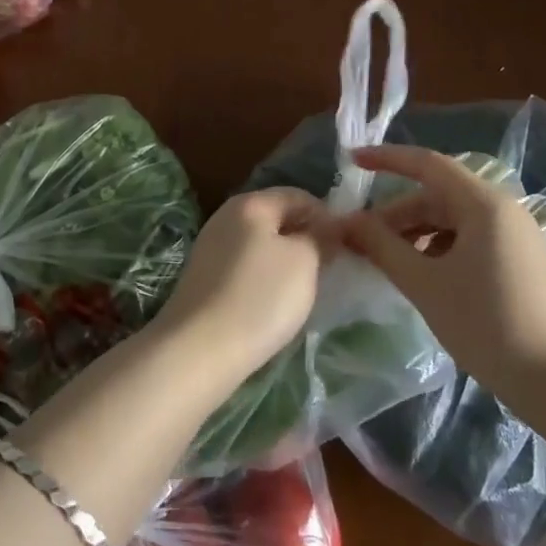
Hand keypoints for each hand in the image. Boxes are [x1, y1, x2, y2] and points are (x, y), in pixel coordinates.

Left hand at [149, 188, 327, 401]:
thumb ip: (320, 238)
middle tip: (329, 268)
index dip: (326, 216)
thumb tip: (328, 227)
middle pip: (276, 217)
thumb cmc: (259, 298)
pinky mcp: (203, 277)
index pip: (298, 196)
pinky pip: (244, 266)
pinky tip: (273, 302)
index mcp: (250, 203)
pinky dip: (263, 277)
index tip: (346, 246)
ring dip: (285, 260)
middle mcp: (225, 216)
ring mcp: (210, 247)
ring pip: (259, 243)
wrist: (199, 349)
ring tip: (304, 288)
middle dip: (305, 237)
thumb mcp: (304, 262)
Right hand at [328, 145, 545, 411]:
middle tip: (359, 238)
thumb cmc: (489, 325)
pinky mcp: (522, 262)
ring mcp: (516, 237)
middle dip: (396, 213)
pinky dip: (439, 249)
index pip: (427, 164)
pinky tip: (422, 278)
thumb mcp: (425, 284)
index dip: (386, 159)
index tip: (352, 162)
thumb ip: (382, 247)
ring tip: (385, 262)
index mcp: (483, 204)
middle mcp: (503, 210)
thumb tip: (347, 222)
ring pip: (453, 220)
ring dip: (415, 234)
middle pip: (438, 195)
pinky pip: (470, 240)